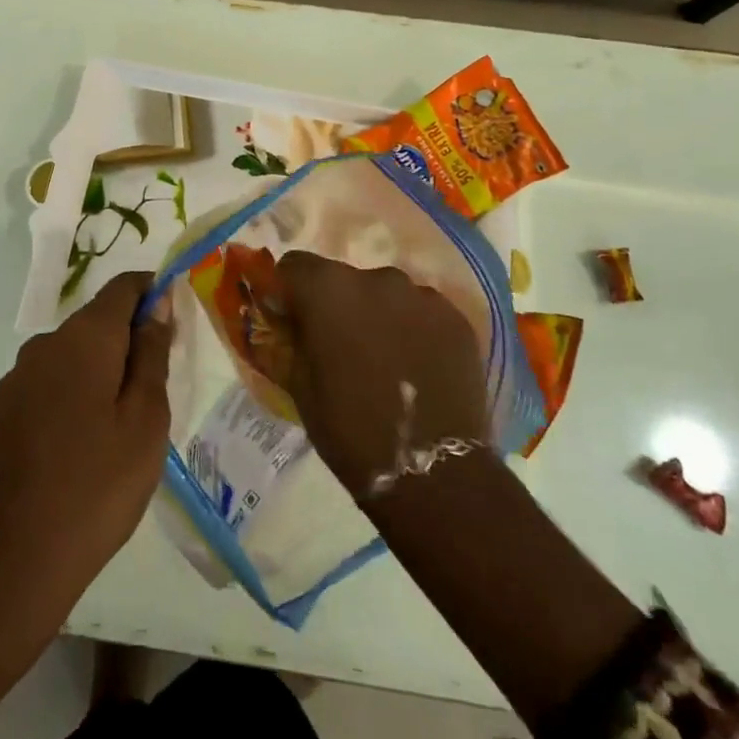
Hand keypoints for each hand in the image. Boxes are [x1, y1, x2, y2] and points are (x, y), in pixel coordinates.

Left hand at [0, 273, 172, 624]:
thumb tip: (158, 303)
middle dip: (133, 338)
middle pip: (98, 320)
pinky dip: (80, 391)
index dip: (154, 291)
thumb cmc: (97, 485)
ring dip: (106, 368)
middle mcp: (45, 344)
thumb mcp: (145, 418)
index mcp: (82, 338)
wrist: (13, 560)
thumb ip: (152, 353)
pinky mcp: (6, 409)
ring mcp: (19, 377)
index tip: (178, 320)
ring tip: (130, 422)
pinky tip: (91, 441)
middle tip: (162, 387)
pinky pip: (54, 380)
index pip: (123, 287)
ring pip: (76, 352)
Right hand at [272, 252, 487, 496]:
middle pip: (342, 278)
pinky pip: (420, 311)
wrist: (432, 472)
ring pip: (384, 293)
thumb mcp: (298, 385)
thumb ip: (288, 339)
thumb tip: (284, 320)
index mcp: (327, 289)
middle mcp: (374, 277)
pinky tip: (416, 365)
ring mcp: (420, 294)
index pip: (294, 266)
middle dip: (335, 304)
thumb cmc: (349, 429)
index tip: (291, 321)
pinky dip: (412, 328)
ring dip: (376, 314)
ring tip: (383, 358)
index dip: (288, 292)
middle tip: (339, 346)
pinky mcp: (454, 317)